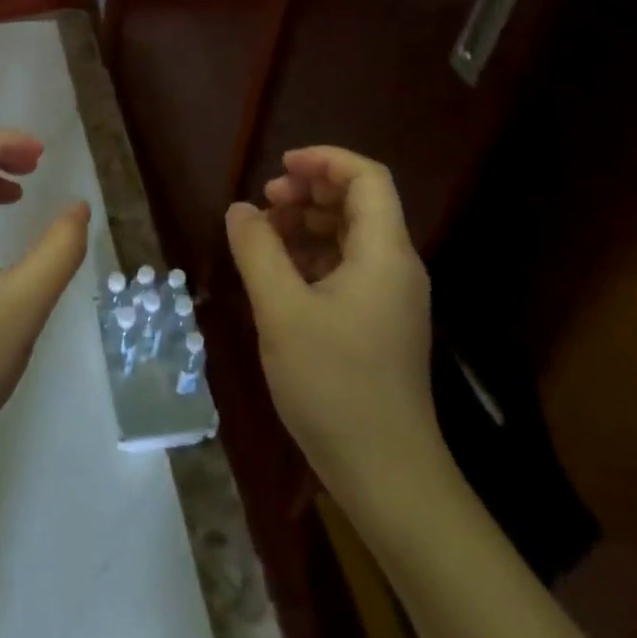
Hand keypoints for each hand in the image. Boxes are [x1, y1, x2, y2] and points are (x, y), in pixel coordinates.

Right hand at [225, 146, 443, 498]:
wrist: (388, 478)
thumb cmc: (335, 385)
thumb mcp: (281, 311)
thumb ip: (257, 251)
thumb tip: (240, 209)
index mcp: (384, 253)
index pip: (366, 177)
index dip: (324, 159)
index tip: (279, 167)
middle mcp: (396, 266)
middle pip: (359, 202)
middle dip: (310, 190)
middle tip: (266, 202)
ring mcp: (391, 298)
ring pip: (351, 235)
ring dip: (308, 223)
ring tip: (265, 236)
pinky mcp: (380, 324)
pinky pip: (349, 268)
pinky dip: (314, 256)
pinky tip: (280, 275)